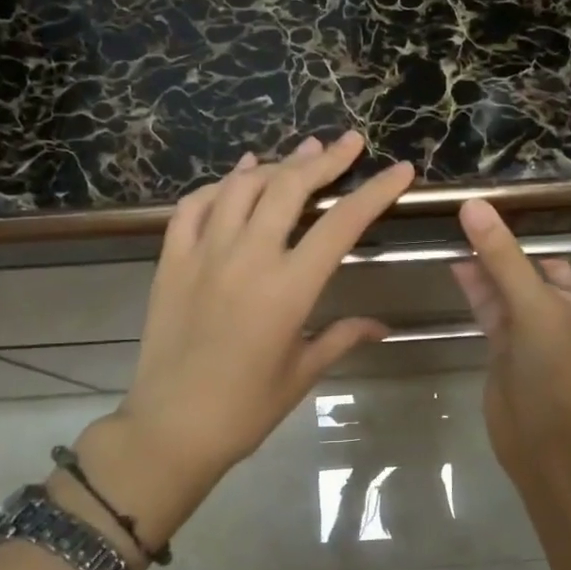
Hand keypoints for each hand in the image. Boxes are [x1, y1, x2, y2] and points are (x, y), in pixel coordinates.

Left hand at [67, 134, 414, 553]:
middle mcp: (247, 258)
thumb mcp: (302, 373)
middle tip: (348, 141)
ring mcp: (204, 254)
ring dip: (275, 164)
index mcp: (288, 288)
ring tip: (301, 153)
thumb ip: (342, 337)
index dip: (375, 191)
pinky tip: (237, 179)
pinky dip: (219, 186)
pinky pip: (193, 206)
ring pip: (241, 187)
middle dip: (325, 159)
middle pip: (290, 187)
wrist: (170, 428)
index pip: (342, 224)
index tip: (400, 169)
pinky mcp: (171, 260)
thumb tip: (382, 325)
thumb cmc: (245, 409)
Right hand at [449, 198, 570, 485]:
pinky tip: (459, 266)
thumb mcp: (536, 307)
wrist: (543, 443)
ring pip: (519, 296)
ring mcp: (538, 341)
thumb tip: (474, 205)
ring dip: (499, 270)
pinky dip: (479, 290)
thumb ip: (504, 258)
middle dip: (539, 262)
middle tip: (508, 232)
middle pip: (562, 285)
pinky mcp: (507, 354)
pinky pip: (494, 313)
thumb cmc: (561, 372)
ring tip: (471, 236)